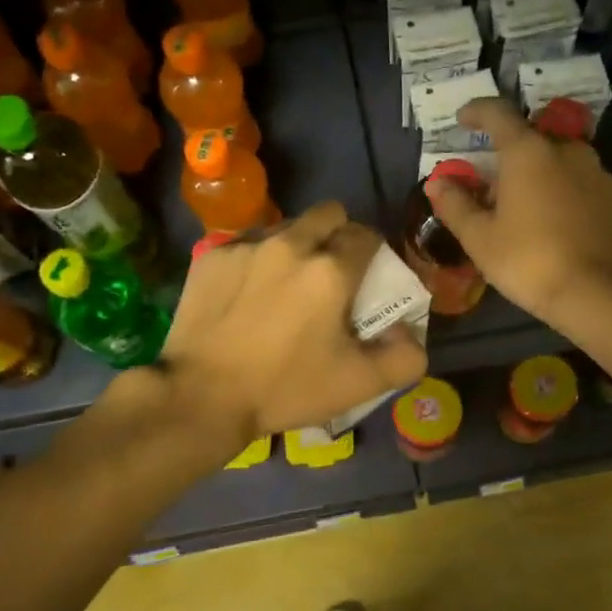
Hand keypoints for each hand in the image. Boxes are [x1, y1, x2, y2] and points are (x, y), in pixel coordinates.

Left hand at [157, 202, 427, 445]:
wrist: (201, 396)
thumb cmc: (285, 388)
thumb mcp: (359, 384)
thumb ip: (404, 357)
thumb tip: (410, 331)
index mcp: (331, 270)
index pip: (366, 236)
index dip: (373, 253)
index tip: (367, 278)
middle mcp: (290, 244)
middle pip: (328, 214)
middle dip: (337, 234)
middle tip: (330, 272)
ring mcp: (246, 246)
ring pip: (285, 226)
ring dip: (296, 245)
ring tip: (286, 284)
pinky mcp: (211, 256)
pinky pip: (246, 243)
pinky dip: (257, 261)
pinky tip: (247, 295)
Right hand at [424, 98, 611, 330]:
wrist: (598, 294)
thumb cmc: (529, 260)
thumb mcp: (480, 238)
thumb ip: (455, 204)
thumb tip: (438, 182)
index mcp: (528, 151)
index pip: (498, 113)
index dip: (477, 111)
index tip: (462, 118)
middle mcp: (566, 150)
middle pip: (530, 138)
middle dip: (507, 154)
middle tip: (489, 182)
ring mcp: (596, 172)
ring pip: (558, 160)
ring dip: (536, 173)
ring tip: (520, 205)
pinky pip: (578, 183)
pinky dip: (559, 191)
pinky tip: (551, 221)